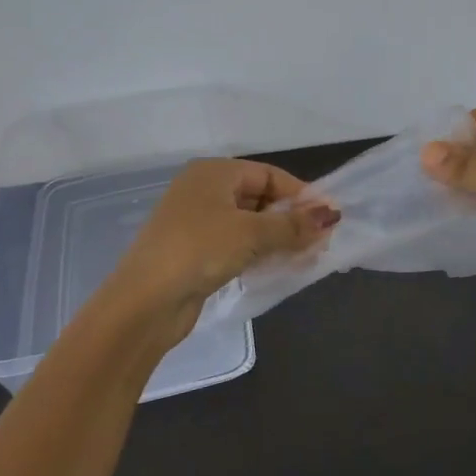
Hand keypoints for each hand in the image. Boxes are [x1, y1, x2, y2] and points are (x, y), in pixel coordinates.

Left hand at [98, 159, 336, 345]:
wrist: (144, 302)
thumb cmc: (199, 250)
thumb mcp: (252, 233)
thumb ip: (294, 225)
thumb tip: (332, 215)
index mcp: (213, 173)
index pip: (269, 175)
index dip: (301, 195)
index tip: (328, 217)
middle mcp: (204, 191)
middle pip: (260, 199)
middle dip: (292, 219)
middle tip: (321, 241)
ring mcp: (197, 223)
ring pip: (250, 225)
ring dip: (279, 239)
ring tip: (308, 258)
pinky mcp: (196, 253)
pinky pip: (238, 246)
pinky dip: (260, 253)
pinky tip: (281, 268)